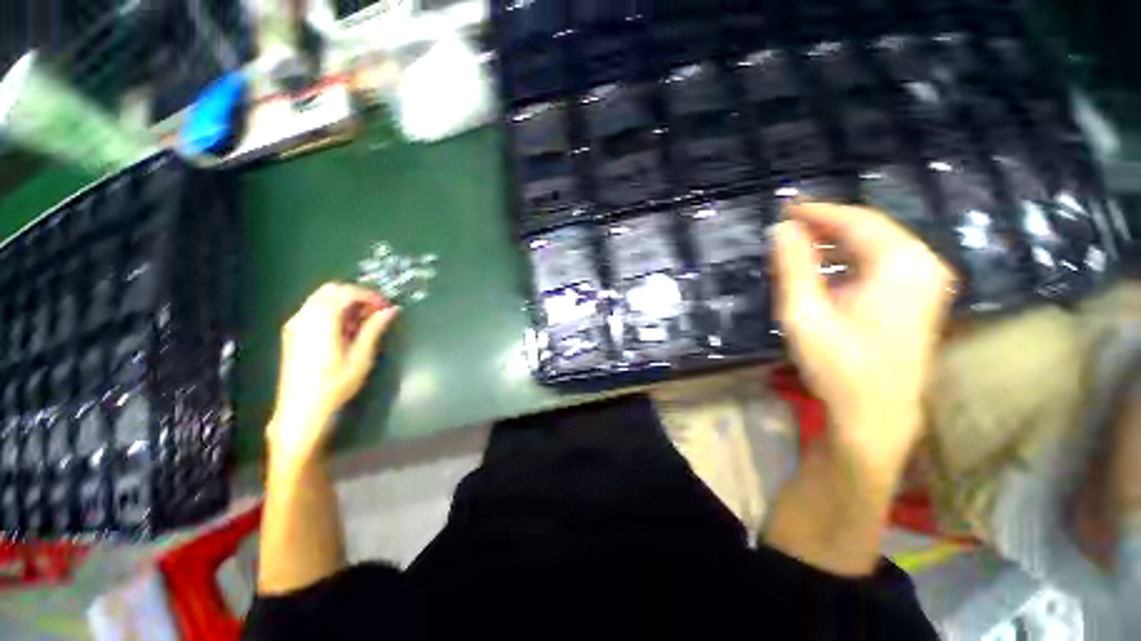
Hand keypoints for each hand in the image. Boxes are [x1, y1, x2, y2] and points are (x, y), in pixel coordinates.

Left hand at [268, 283, 399, 464]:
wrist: (301, 410)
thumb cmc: (335, 385)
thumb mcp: (361, 357)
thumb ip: (374, 329)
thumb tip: (391, 310)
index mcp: (321, 322)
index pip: (345, 293)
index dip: (369, 295)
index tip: (386, 306)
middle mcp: (304, 317)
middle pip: (331, 290)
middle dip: (357, 295)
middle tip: (376, 311)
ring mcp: (296, 324)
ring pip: (322, 298)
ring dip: (346, 303)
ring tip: (365, 321)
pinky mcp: (293, 333)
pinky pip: (315, 309)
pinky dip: (334, 311)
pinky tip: (347, 329)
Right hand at [773, 203, 955, 479]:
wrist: (876, 415)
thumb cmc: (838, 364)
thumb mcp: (804, 312)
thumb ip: (793, 266)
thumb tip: (781, 228)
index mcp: (901, 263)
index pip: (856, 220)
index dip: (817, 211)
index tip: (785, 207)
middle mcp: (924, 264)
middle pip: (871, 229)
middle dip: (827, 224)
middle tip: (788, 224)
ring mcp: (927, 283)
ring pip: (877, 245)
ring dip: (837, 242)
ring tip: (800, 244)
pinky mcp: (920, 298)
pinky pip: (884, 263)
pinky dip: (851, 259)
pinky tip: (826, 269)